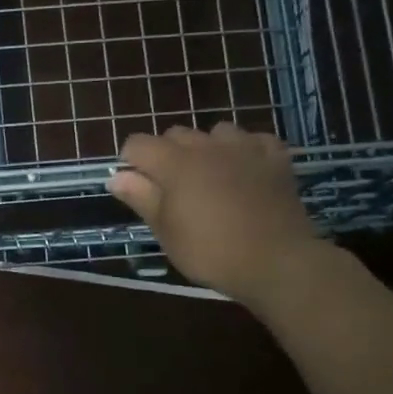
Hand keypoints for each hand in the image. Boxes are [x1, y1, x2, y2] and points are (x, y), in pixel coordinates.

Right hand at [106, 122, 322, 303]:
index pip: (138, 143)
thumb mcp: (165, 231)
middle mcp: (207, 145)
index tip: (138, 188)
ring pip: (215, 132)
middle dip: (166, 154)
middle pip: (174, 134)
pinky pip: (254, 141)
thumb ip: (140, 198)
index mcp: (174, 163)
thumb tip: (116, 176)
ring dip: (207, 148)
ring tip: (211, 177)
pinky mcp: (275, 158)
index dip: (131, 162)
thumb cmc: (210, 251)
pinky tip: (246, 171)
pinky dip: (246, 151)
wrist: (276, 261)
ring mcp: (244, 147)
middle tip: (172, 190)